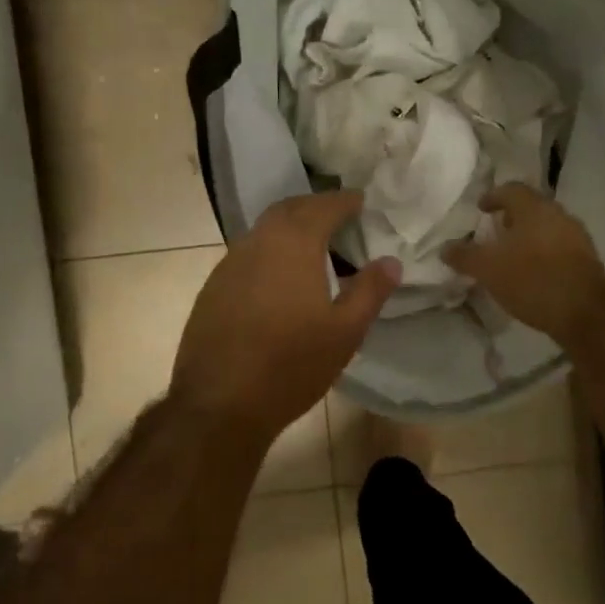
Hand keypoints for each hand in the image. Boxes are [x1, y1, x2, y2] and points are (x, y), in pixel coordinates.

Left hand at [170, 190, 400, 441]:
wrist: (219, 403)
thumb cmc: (291, 365)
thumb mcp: (344, 332)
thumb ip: (370, 291)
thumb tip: (391, 261)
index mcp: (293, 244)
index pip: (323, 206)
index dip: (344, 201)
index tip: (361, 200)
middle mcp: (258, 242)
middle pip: (289, 210)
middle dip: (315, 207)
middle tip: (338, 216)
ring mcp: (229, 263)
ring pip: (264, 230)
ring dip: (289, 228)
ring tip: (313, 246)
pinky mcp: (212, 287)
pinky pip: (247, 254)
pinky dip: (269, 251)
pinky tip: (279, 279)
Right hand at [444, 183, 604, 347]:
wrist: (586, 312)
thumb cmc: (532, 279)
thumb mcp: (488, 269)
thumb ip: (464, 256)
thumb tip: (445, 247)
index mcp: (533, 208)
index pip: (511, 190)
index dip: (493, 196)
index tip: (481, 208)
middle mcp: (558, 214)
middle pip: (531, 207)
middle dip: (512, 217)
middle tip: (495, 230)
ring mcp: (577, 237)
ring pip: (547, 227)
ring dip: (529, 236)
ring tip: (512, 254)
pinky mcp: (587, 260)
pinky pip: (559, 247)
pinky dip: (543, 253)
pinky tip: (533, 273)